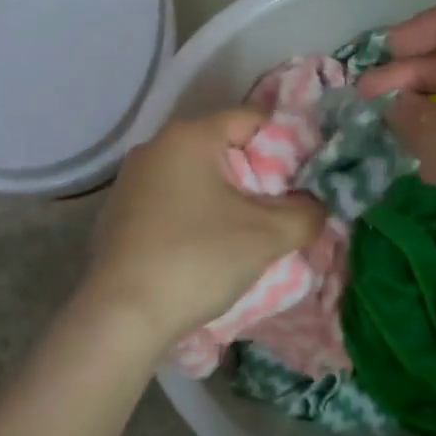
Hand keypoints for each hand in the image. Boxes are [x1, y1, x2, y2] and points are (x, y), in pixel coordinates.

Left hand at [82, 110, 324, 348]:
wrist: (122, 315)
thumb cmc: (198, 259)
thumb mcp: (266, 236)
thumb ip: (305, 213)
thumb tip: (317, 205)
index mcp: (189, 136)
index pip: (251, 119)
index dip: (286, 142)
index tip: (306, 176)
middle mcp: (155, 147)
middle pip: (223, 148)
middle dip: (257, 175)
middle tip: (283, 208)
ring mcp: (131, 180)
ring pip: (196, 177)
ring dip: (225, 198)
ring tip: (249, 232)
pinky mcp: (119, 213)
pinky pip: (171, 200)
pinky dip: (194, 214)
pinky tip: (204, 248)